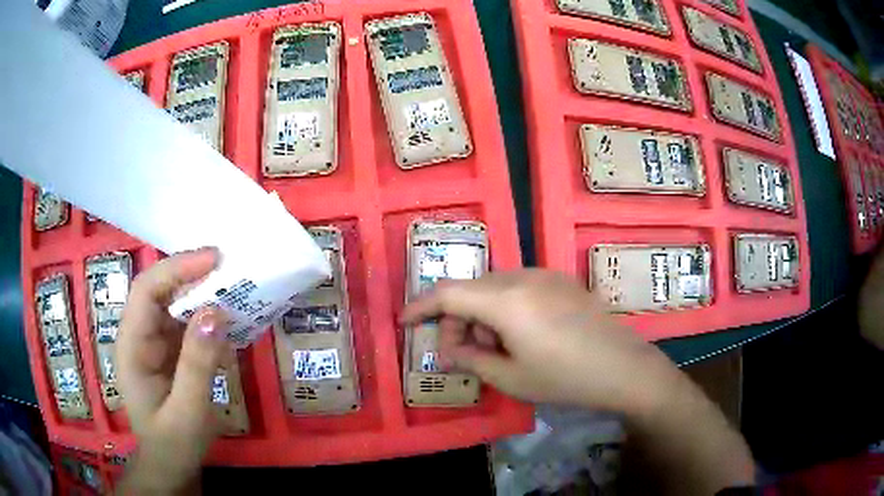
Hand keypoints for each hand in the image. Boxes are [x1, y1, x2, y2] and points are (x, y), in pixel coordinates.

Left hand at [117, 248, 229, 492]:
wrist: (171, 465)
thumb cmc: (173, 444)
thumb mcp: (187, 412)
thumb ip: (197, 364)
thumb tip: (215, 311)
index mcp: (132, 346)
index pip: (147, 291)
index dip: (177, 269)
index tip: (214, 259)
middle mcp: (139, 335)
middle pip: (160, 290)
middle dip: (192, 275)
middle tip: (231, 269)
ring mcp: (154, 342)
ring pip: (175, 304)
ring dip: (203, 295)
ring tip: (236, 291)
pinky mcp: (169, 350)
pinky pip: (187, 324)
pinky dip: (208, 319)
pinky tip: (228, 323)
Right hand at [400, 269, 678, 412]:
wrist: (624, 368)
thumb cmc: (565, 378)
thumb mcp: (510, 377)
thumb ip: (470, 360)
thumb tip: (445, 352)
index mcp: (505, 299)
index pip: (448, 293)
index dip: (420, 306)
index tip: (404, 322)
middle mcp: (522, 276)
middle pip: (471, 290)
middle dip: (456, 321)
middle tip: (461, 355)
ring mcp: (545, 275)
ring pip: (494, 288)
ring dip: (482, 316)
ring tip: (495, 350)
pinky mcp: (561, 281)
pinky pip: (518, 288)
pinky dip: (504, 309)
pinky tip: (519, 336)